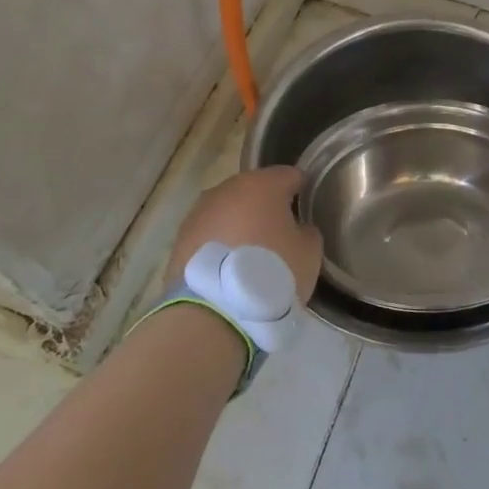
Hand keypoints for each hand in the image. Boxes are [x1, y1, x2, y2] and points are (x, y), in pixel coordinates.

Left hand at [169, 167, 322, 301]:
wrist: (214, 313)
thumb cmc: (271, 273)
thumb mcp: (309, 252)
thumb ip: (306, 231)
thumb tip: (297, 228)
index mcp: (263, 184)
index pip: (289, 175)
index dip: (301, 190)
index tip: (306, 211)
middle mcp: (227, 189)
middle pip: (254, 190)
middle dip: (265, 207)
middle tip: (278, 236)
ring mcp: (199, 212)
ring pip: (227, 211)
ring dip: (238, 225)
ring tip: (249, 256)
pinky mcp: (179, 240)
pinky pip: (208, 235)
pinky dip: (218, 245)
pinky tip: (227, 269)